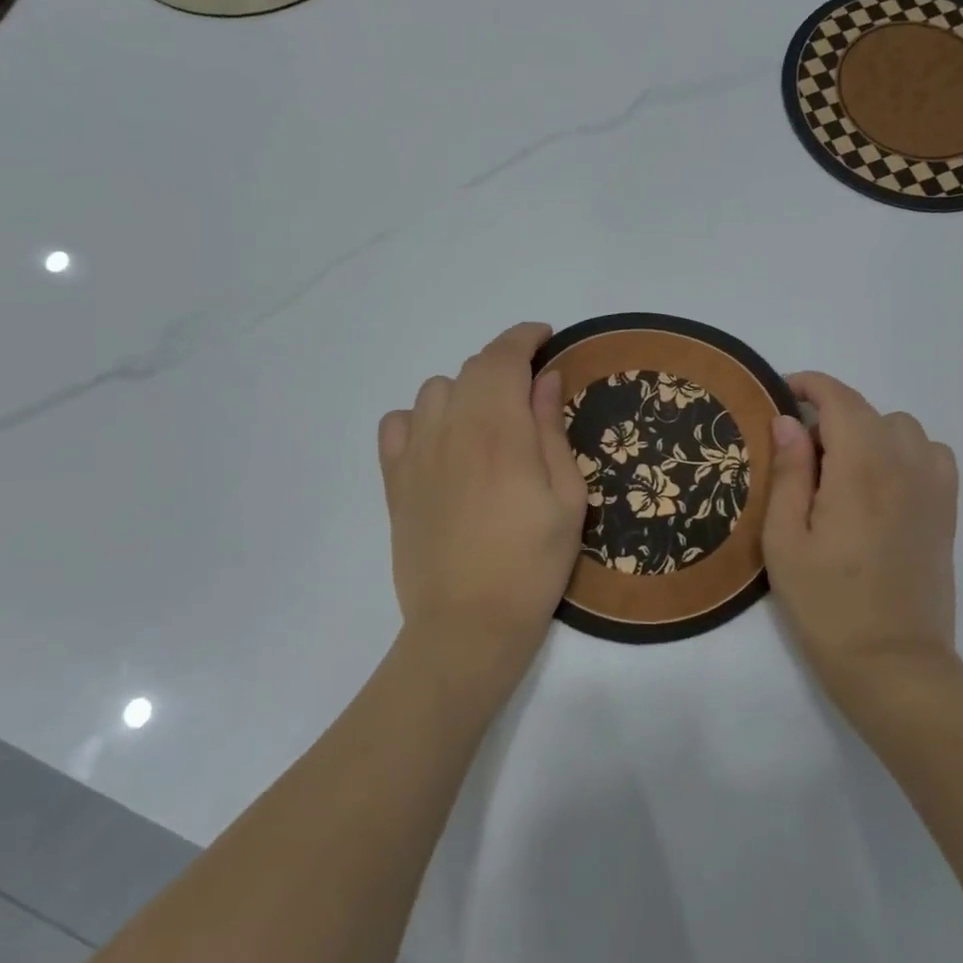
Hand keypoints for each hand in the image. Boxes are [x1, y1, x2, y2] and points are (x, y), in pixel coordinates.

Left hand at [378, 323, 588, 696]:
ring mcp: (415, 453)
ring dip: (466, 389)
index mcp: (499, 431)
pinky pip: (398, 423)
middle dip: (504, 364)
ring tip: (488, 419)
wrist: (467, 626)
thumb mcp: (568, 499)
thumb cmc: (532, 565)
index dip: (525, 337)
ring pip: (436, 389)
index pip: (504, 357)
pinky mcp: (394, 480)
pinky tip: (442, 441)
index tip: (546, 338)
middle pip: (472, 368)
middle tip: (529, 388)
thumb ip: (552, 430)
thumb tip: (545, 379)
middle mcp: (451, 429)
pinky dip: (422, 417)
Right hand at [763, 371, 961, 717]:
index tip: (781, 394)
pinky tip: (882, 484)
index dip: (809, 386)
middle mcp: (905, 466)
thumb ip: (788, 473)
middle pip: (869, 411)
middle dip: (831, 416)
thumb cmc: (826, 604)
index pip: (840, 400)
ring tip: (841, 472)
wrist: (893, 663)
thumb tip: (789, 421)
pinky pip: (931, 454)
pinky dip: (904, 452)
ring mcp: (934, 488)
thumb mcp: (785, 540)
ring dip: (868, 433)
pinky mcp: (947, 511)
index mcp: (861, 469)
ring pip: (902, 428)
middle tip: (800, 457)